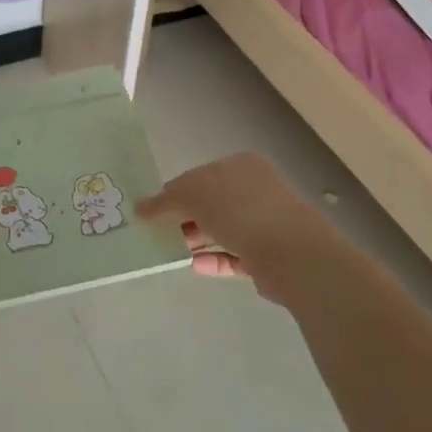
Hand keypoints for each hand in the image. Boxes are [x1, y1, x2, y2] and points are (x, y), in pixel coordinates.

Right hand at [137, 153, 337, 307]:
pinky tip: (192, 266)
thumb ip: (165, 200)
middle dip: (183, 217)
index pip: (199, 175)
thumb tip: (140, 208)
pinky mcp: (266, 255)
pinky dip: (212, 259)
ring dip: (195, 239)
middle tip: (155, 233)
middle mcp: (253, 189)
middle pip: (210, 203)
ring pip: (220, 230)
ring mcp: (263, 222)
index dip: (173, 191)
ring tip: (167, 252)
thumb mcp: (193, 194)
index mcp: (240, 165)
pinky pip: (232, 255)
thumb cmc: (239, 209)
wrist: (290, 252)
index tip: (151, 211)